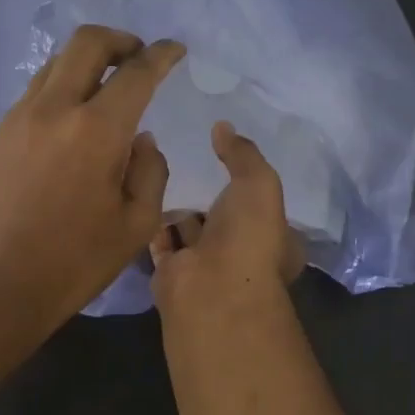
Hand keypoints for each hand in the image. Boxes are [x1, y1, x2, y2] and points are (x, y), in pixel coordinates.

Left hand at [0, 25, 184, 337]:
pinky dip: (59, 92)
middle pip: (87, 43)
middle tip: (137, 57)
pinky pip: (33, 95)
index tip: (174, 50)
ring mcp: (18, 119)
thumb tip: (139, 137)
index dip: (161, 55)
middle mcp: (54, 110)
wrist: (2, 285)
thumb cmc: (78, 261)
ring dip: (86, 64)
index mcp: (97, 131)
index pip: (136, 72)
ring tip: (103, 89)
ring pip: (55, 65)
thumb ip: (150, 169)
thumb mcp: (138, 223)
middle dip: (120, 40)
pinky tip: (68, 124)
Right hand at [149, 122, 305, 315]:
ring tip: (157, 170)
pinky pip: (162, 241)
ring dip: (178, 208)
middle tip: (186, 161)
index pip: (261, 207)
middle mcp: (241, 254)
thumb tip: (223, 126)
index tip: (223, 158)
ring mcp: (206, 266)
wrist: (209, 287)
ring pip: (190, 230)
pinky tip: (139, 194)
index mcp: (274, 239)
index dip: (245, 183)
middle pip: (223, 219)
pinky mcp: (173, 273)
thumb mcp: (258, 183)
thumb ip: (243, 154)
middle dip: (208, 196)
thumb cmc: (247, 236)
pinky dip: (153, 223)